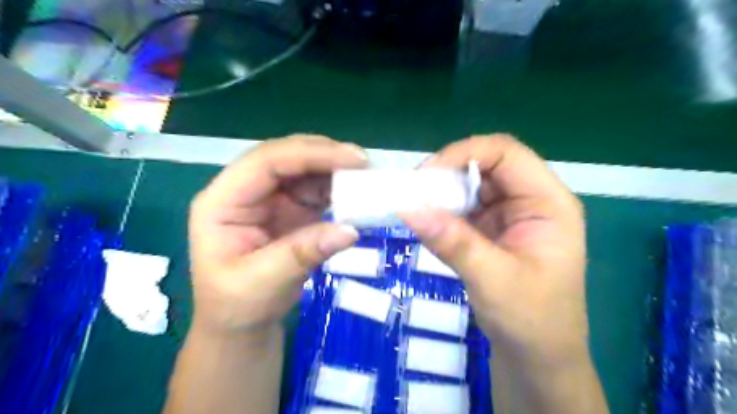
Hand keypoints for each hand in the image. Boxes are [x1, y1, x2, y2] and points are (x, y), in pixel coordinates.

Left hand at [187, 134, 365, 335]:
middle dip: (325, 155)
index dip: (309, 154)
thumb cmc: (237, 306)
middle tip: (364, 163)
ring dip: (335, 170)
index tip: (351, 158)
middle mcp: (245, 191)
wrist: (240, 324)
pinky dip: (338, 189)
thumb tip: (351, 230)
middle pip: (286, 157)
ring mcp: (270, 198)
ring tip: (366, 178)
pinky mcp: (290, 209)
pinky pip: (316, 189)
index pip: (265, 162)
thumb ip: (303, 253)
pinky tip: (356, 194)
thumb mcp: (262, 284)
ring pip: (304, 169)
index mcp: (222, 201)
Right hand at [401, 135, 590, 364]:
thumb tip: (408, 207)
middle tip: (414, 190)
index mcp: (549, 203)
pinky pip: (464, 209)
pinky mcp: (492, 231)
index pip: (507, 153)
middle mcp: (531, 201)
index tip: (427, 174)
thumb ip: (452, 242)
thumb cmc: (531, 322)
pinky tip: (428, 222)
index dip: (465, 153)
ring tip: (415, 206)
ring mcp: (510, 216)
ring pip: (471, 187)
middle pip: (487, 166)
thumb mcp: (492, 280)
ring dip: (443, 193)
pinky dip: (443, 212)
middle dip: (449, 174)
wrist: (536, 360)